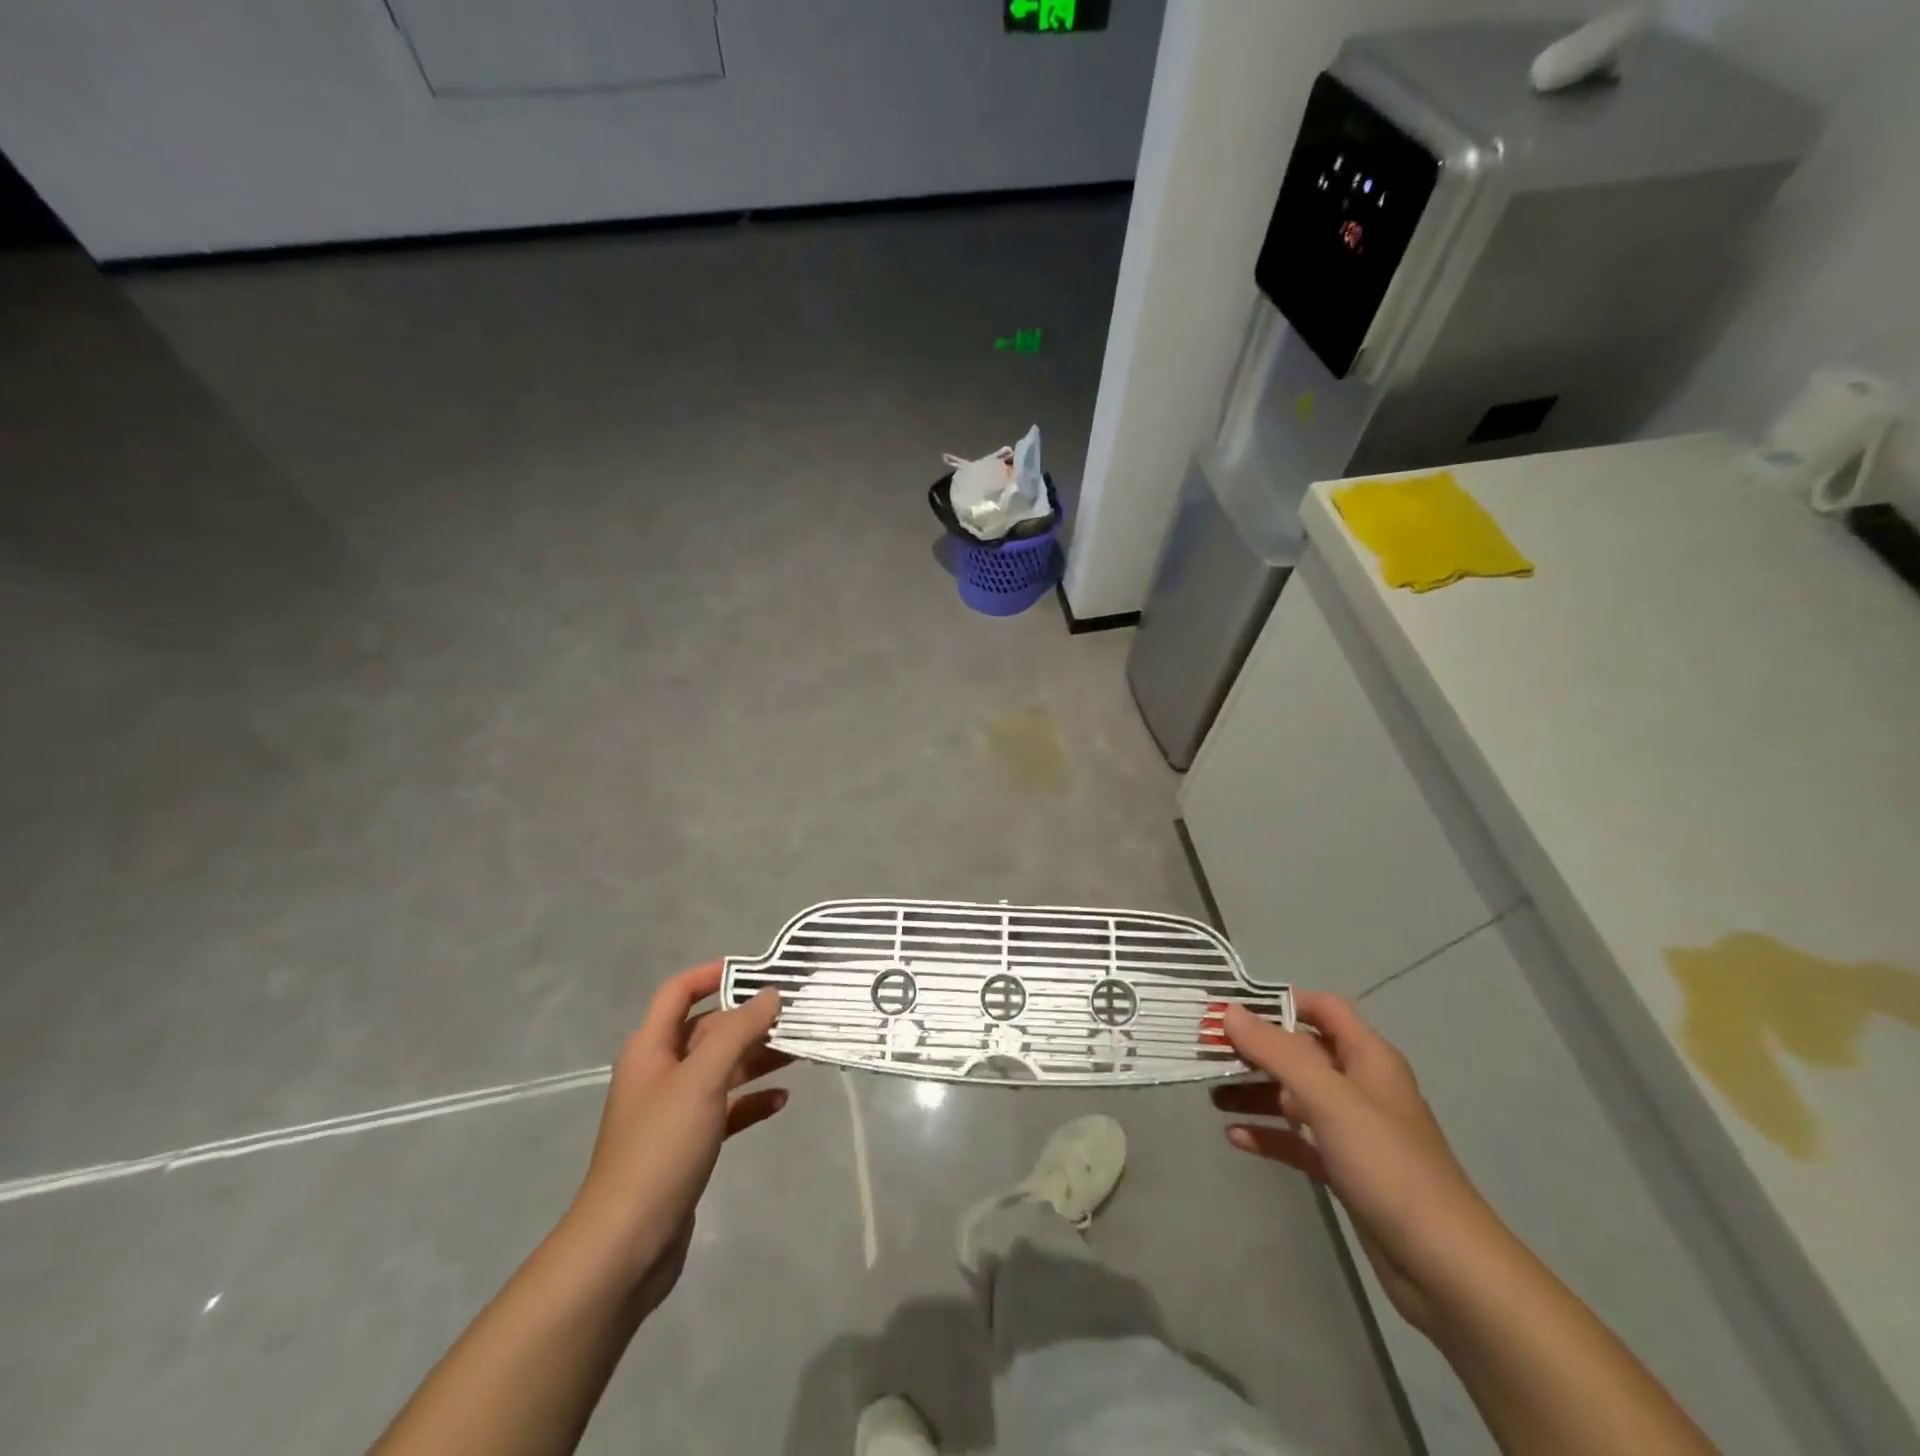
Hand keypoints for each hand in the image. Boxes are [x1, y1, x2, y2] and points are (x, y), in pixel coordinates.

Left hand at [563, 963, 789, 1310]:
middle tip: (796, 1013)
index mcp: (651, 1048)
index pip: (678, 992)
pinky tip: (782, 1101)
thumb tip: (771, 994)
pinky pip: (727, 1109)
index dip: (712, 974)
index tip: (757, 970)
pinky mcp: (689, 1145)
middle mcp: (661, 1073)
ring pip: (722, 1069)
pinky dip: (752, 1101)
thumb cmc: (661, 1147)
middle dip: (749, 1020)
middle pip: (708, 1030)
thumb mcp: (702, 1079)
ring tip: (800, 1052)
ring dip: (757, 1058)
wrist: (626, 1244)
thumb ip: (738, 1031)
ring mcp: (674, 1111)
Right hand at [1213, 991, 1501, 1333]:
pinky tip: (1235, 1137)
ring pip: (1295, 1097)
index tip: (1232, 1008)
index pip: (1323, 1008)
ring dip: (1256, 1092)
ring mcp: (1354, 1131)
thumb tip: (1228, 1011)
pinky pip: (1298, 1140)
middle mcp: (1361, 1087)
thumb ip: (1277, 1051)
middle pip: (1301, 1053)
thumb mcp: (1328, 1098)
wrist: (1445, 1266)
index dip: (1281, 1001)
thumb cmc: (1387, 1164)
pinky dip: (1269, 1134)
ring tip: (1212, 1096)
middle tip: (1208, 1052)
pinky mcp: (1346, 1170)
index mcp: (1368, 1058)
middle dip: (1256, 1050)